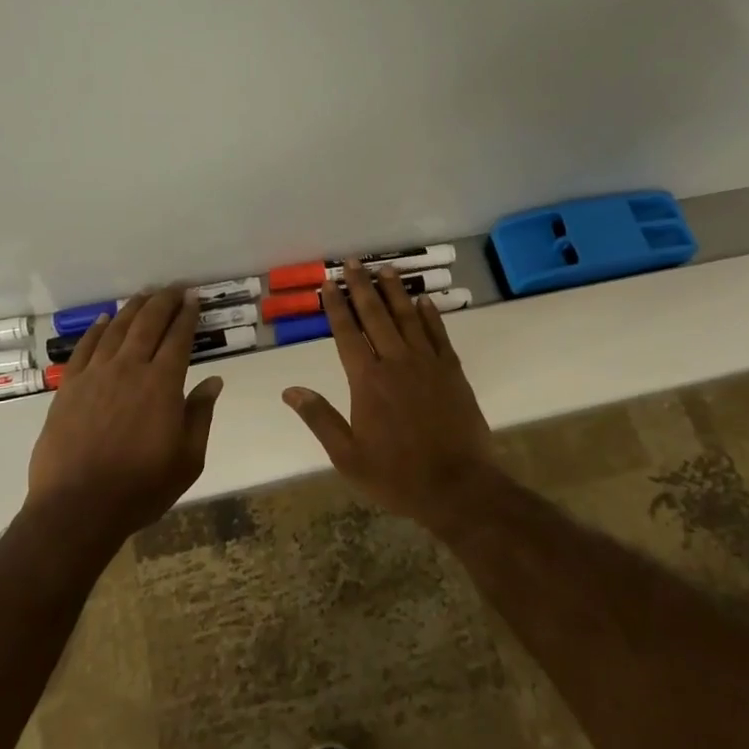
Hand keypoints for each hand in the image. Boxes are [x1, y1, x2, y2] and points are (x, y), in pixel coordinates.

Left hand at [28, 287, 223, 544]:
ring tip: (144, 295)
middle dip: (163, 302)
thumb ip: (200, 415)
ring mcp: (95, 376)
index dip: (187, 315)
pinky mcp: (69, 388)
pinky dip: (96, 330)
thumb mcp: (187, 459)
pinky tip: (104, 320)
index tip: (194, 298)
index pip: (179, 338)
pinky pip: (84, 348)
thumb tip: (214, 381)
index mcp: (162, 384)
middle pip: (148, 324)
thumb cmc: (141, 487)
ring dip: (133, 309)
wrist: (77, 508)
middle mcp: (129, 369)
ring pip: (116, 330)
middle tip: (174, 288)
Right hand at [281, 260, 500, 530]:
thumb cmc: (396, 475)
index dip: (336, 307)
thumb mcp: (348, 456)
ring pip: (408, 318)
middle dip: (362, 287)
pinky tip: (423, 301)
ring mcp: (427, 364)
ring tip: (386, 270)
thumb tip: (290, 390)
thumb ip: (320, 418)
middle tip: (354, 262)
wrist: (458, 487)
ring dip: (395, 292)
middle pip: (376, 315)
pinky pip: (438, 334)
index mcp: (367, 381)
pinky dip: (430, 315)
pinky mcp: (452, 371)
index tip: (329, 284)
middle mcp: (396, 362)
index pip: (347, 334)